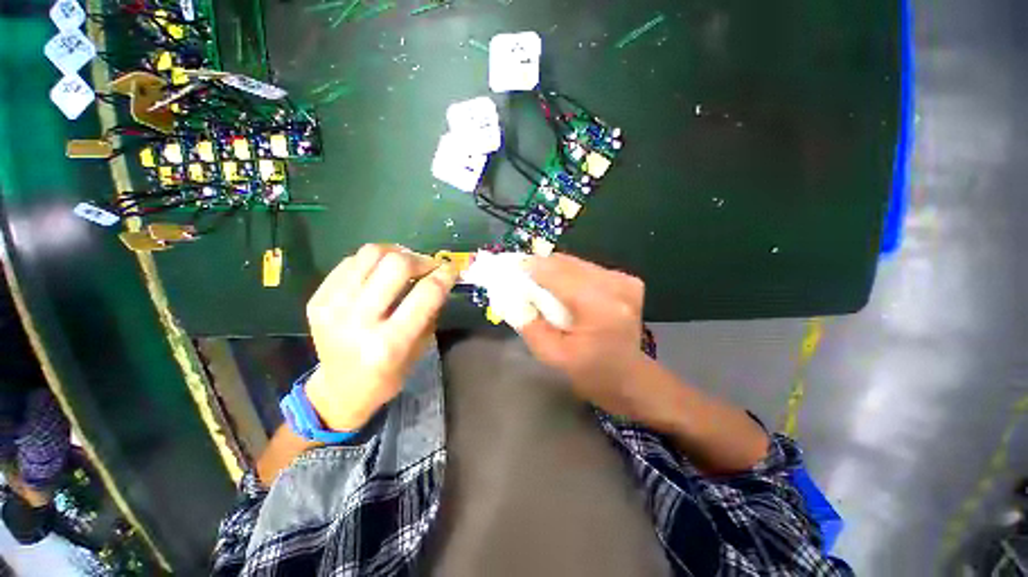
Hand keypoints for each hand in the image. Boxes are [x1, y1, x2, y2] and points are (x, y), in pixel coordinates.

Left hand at [304, 244, 457, 430]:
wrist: (339, 389)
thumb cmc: (388, 375)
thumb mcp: (420, 348)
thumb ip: (431, 311)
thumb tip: (440, 277)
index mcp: (390, 343)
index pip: (426, 293)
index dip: (444, 274)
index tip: (452, 269)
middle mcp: (359, 321)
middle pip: (396, 265)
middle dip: (421, 260)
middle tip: (428, 266)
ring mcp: (333, 307)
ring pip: (370, 254)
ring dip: (396, 253)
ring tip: (405, 264)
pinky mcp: (317, 299)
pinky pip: (350, 262)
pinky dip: (372, 262)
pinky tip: (380, 273)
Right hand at [517, 253, 650, 417]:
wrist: (631, 379)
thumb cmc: (591, 374)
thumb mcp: (552, 355)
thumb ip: (529, 323)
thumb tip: (512, 296)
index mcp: (598, 306)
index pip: (556, 273)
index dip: (529, 268)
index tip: (509, 269)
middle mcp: (615, 284)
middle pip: (566, 263)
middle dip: (539, 267)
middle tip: (520, 277)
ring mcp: (624, 280)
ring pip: (576, 263)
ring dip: (554, 270)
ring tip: (540, 284)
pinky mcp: (627, 280)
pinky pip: (587, 269)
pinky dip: (570, 275)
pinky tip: (563, 289)